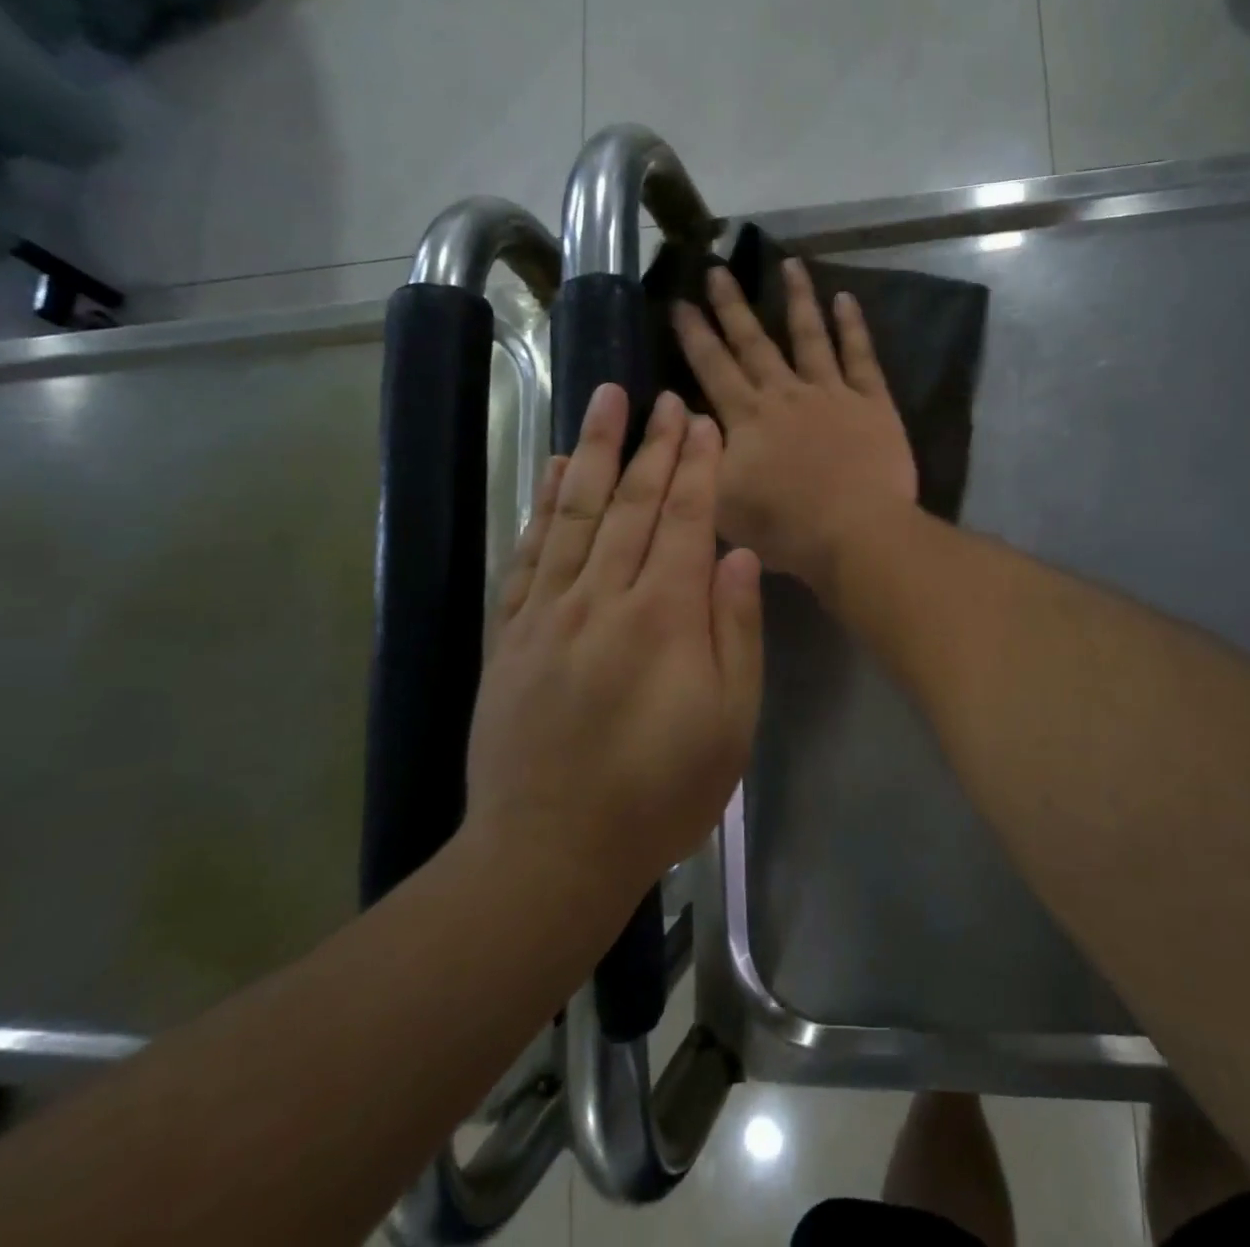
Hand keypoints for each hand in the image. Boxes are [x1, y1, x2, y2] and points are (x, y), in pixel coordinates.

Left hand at [464, 384, 762, 902]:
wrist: (551, 851)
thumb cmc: (661, 794)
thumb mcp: (731, 724)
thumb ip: (737, 633)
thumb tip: (737, 555)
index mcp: (665, 618)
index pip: (686, 521)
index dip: (698, 468)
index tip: (703, 423)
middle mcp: (604, 598)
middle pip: (633, 504)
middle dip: (655, 446)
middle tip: (666, 398)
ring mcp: (549, 612)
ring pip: (576, 513)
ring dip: (595, 451)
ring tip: (605, 400)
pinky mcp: (512, 633)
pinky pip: (529, 553)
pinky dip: (543, 505)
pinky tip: (554, 470)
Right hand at [674, 261, 916, 592]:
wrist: (855, 533)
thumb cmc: (784, 527)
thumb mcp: (721, 501)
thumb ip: (701, 457)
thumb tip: (688, 417)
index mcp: (747, 418)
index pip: (713, 367)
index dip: (694, 334)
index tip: (679, 301)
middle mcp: (785, 394)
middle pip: (754, 342)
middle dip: (732, 305)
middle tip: (717, 269)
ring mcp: (832, 393)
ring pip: (810, 335)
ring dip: (797, 298)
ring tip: (789, 263)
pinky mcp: (872, 402)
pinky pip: (861, 355)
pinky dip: (853, 325)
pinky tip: (845, 298)